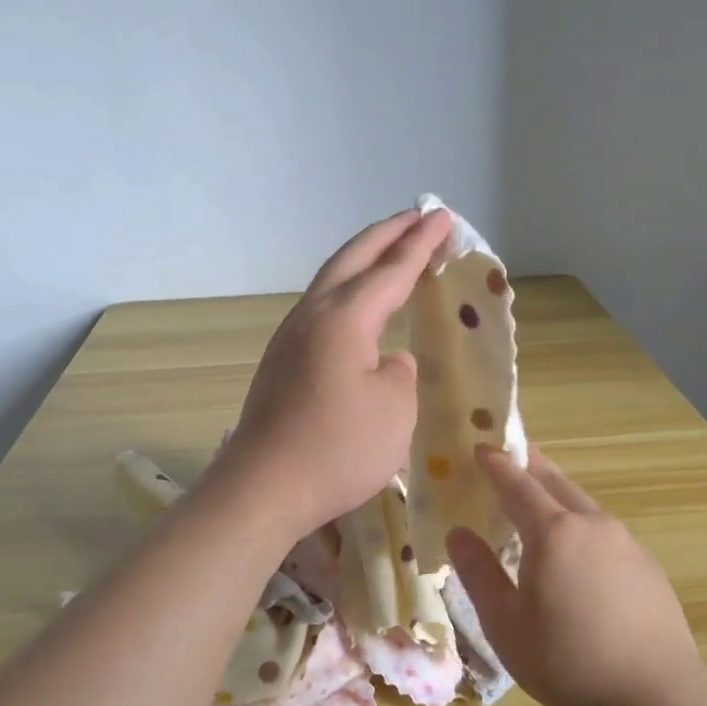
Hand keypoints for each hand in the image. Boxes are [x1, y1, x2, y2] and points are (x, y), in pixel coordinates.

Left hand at [212, 208, 452, 538]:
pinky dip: (347, 291)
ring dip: (363, 260)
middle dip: (387, 235)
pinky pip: (321, 309)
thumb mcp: (394, 410)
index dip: (421, 244)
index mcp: (344, 319)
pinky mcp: (281, 363)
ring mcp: (290, 338)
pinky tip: (357, 307)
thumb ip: (400, 374)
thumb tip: (388, 361)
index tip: (443, 218)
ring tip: (389, 252)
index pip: (391, 270)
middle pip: (351, 259)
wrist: (264, 488)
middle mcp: (312, 316)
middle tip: (418, 217)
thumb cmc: (337, 449)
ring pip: (330, 281)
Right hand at [447, 446, 706, 705]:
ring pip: (581, 504)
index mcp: (554, 532)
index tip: (478, 447)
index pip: (517, 483)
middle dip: (528, 466)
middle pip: (554, 482)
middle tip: (507, 458)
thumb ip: (478, 573)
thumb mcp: (505, 624)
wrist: (657, 696)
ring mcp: (625, 542)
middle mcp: (592, 524)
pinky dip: (578, 524)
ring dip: (554, 495)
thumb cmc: (568, 661)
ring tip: (535, 505)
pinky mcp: (645, 563)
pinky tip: (574, 553)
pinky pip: (602, 530)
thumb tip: (458, 533)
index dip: (495, 463)